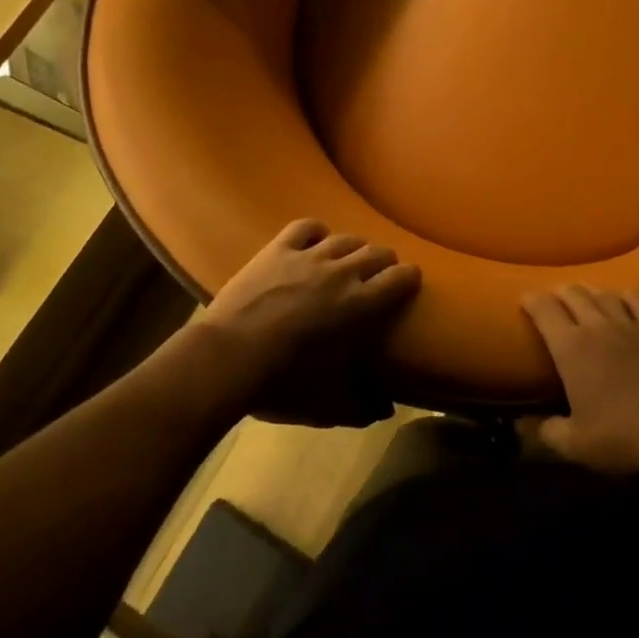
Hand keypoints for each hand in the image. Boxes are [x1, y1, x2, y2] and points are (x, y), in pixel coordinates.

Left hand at [190, 219, 420, 427]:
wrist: (228, 358)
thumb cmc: (283, 382)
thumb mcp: (327, 405)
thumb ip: (361, 407)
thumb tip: (386, 410)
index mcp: (360, 304)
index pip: (399, 277)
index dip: (409, 277)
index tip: (410, 281)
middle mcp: (341, 272)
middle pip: (376, 252)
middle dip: (385, 261)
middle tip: (380, 275)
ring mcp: (308, 256)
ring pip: (345, 238)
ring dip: (354, 247)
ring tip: (350, 258)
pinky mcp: (278, 250)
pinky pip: (305, 228)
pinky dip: (315, 232)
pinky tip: (315, 240)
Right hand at [522, 285, 638, 473]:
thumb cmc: (619, 435)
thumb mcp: (574, 444)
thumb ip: (546, 431)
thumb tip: (522, 426)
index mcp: (570, 348)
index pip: (544, 310)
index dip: (532, 300)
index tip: (525, 298)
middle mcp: (596, 326)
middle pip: (574, 294)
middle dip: (560, 292)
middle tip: (554, 297)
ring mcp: (628, 325)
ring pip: (604, 294)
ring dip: (590, 291)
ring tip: (584, 294)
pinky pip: (638, 303)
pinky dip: (626, 296)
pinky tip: (624, 296)